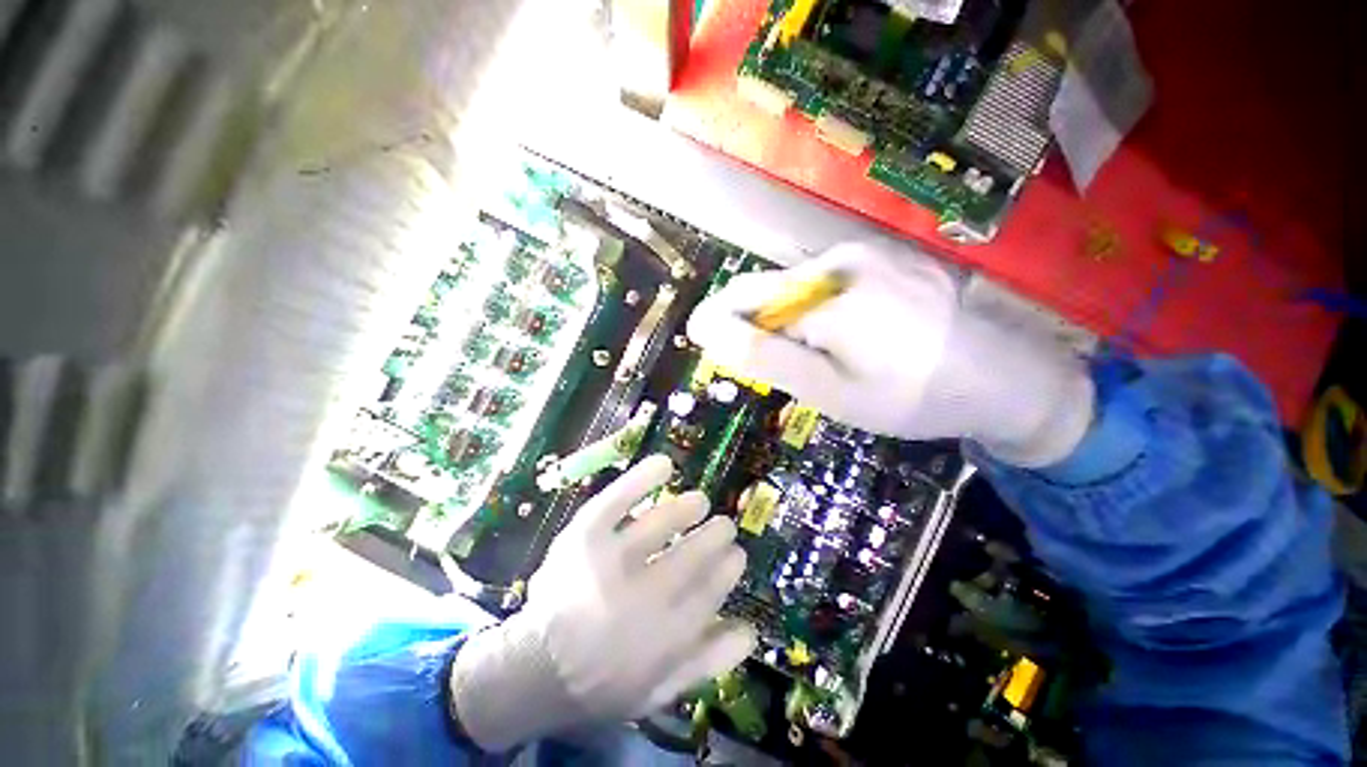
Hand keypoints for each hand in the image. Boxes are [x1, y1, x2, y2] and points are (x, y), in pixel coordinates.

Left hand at [449, 455, 755, 750]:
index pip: (709, 589)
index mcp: (663, 636)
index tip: (737, 554)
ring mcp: (609, 560)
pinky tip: (664, 464)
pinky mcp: (585, 535)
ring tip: (700, 501)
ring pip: (660, 525)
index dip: (727, 567)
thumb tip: (750, 629)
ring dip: (687, 509)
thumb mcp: (659, 690)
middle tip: (724, 525)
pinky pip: (618, 499)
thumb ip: (706, 662)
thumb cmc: (602, 683)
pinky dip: (642, 478)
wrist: (533, 670)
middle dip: (714, 535)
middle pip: (690, 555)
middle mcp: (640, 596)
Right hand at [687, 241, 1094, 466]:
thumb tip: (707, 330)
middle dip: (768, 329)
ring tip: (830, 359)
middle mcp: (843, 259)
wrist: (1008, 379)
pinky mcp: (889, 259)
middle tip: (794, 370)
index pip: (744, 297)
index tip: (718, 350)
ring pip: (803, 289)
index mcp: (825, 293)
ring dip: (798, 323)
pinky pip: (833, 285)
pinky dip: (826, 313)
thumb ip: (766, 356)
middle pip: (774, 291)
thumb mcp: (829, 389)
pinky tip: (857, 339)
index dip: (723, 323)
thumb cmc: (911, 395)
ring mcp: (871, 254)